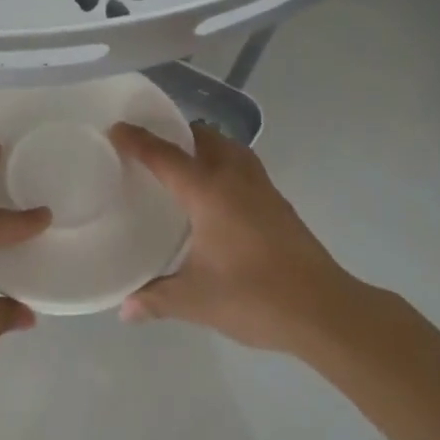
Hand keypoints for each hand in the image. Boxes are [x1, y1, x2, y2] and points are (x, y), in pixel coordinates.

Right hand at [108, 122, 370, 353]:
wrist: (323, 310)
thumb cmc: (253, 297)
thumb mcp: (195, 300)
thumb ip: (155, 299)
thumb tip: (124, 309)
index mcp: (209, 192)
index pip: (165, 156)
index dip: (137, 141)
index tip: (116, 129)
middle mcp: (236, 179)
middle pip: (204, 138)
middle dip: (176, 134)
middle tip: (149, 148)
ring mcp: (262, 190)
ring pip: (230, 149)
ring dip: (205, 146)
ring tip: (182, 164)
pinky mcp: (280, 205)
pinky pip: (244, 168)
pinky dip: (224, 166)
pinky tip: (216, 195)